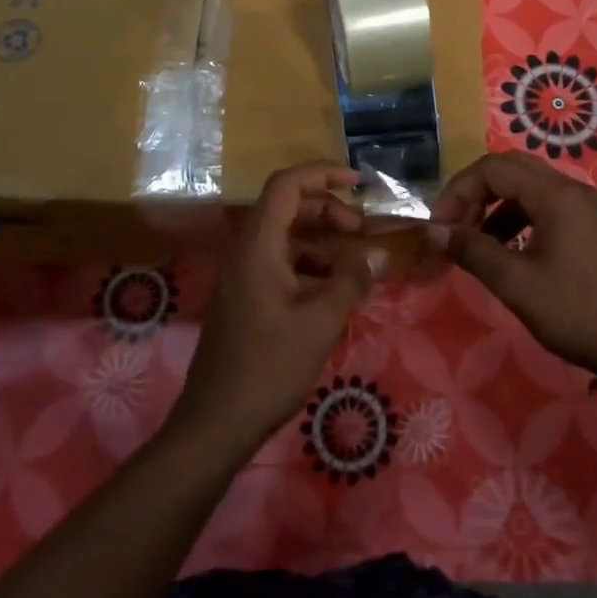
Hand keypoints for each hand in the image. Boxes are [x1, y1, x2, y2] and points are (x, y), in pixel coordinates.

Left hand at [170, 164, 384, 455]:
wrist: (216, 423)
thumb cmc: (269, 366)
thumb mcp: (321, 321)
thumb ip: (352, 279)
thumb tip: (380, 251)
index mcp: (258, 245)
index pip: (287, 185)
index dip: (323, 173)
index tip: (360, 182)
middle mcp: (246, 251)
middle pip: (288, 207)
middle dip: (329, 211)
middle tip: (362, 232)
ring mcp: (243, 275)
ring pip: (287, 237)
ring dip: (322, 241)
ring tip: (355, 264)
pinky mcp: (246, 297)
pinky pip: (281, 263)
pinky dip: (310, 266)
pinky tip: (334, 291)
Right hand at [428, 152, 596, 375]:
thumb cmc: (577, 311)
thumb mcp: (517, 284)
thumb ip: (472, 251)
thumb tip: (433, 231)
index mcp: (555, 195)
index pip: (493, 168)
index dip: (459, 191)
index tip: (440, 227)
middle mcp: (571, 189)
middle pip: (511, 168)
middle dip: (475, 192)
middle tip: (454, 226)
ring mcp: (584, 206)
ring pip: (527, 187)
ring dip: (495, 205)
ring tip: (475, 243)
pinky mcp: (589, 225)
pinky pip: (544, 205)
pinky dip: (517, 218)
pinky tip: (505, 249)